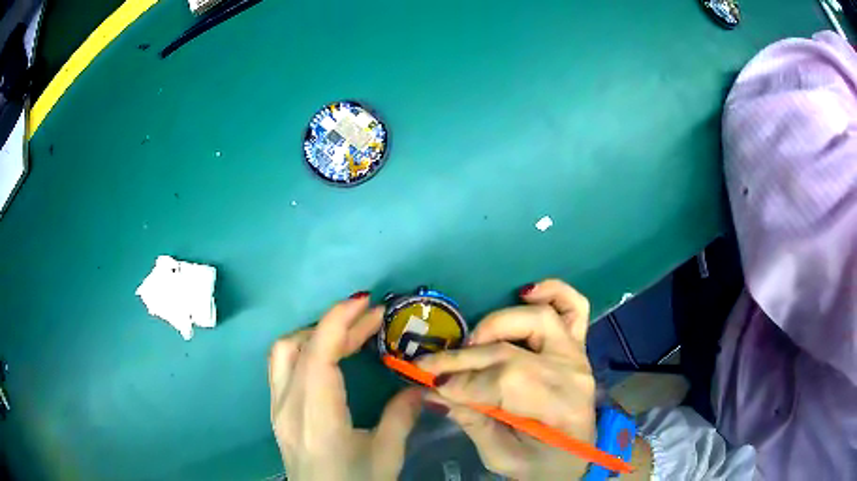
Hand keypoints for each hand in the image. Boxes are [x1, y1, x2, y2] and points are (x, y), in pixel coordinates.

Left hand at [268, 293, 421, 480]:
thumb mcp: (386, 455)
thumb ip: (401, 416)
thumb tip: (420, 385)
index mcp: (316, 418)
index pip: (317, 356)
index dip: (338, 322)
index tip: (366, 303)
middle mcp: (287, 406)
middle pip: (298, 346)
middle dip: (335, 324)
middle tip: (372, 319)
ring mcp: (277, 407)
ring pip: (284, 352)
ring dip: (316, 333)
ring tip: (350, 332)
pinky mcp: (277, 410)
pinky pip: (283, 365)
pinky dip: (306, 348)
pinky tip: (329, 354)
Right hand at [417, 279, 595, 479]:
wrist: (572, 459)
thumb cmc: (538, 464)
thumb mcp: (501, 457)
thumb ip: (472, 422)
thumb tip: (434, 391)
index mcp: (561, 410)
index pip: (506, 384)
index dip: (463, 383)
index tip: (428, 384)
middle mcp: (573, 375)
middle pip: (512, 354)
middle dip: (462, 359)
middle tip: (429, 367)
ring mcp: (577, 355)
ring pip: (538, 320)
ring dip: (496, 324)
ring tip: (471, 342)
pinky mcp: (577, 346)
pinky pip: (573, 307)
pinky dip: (552, 291)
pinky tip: (525, 292)